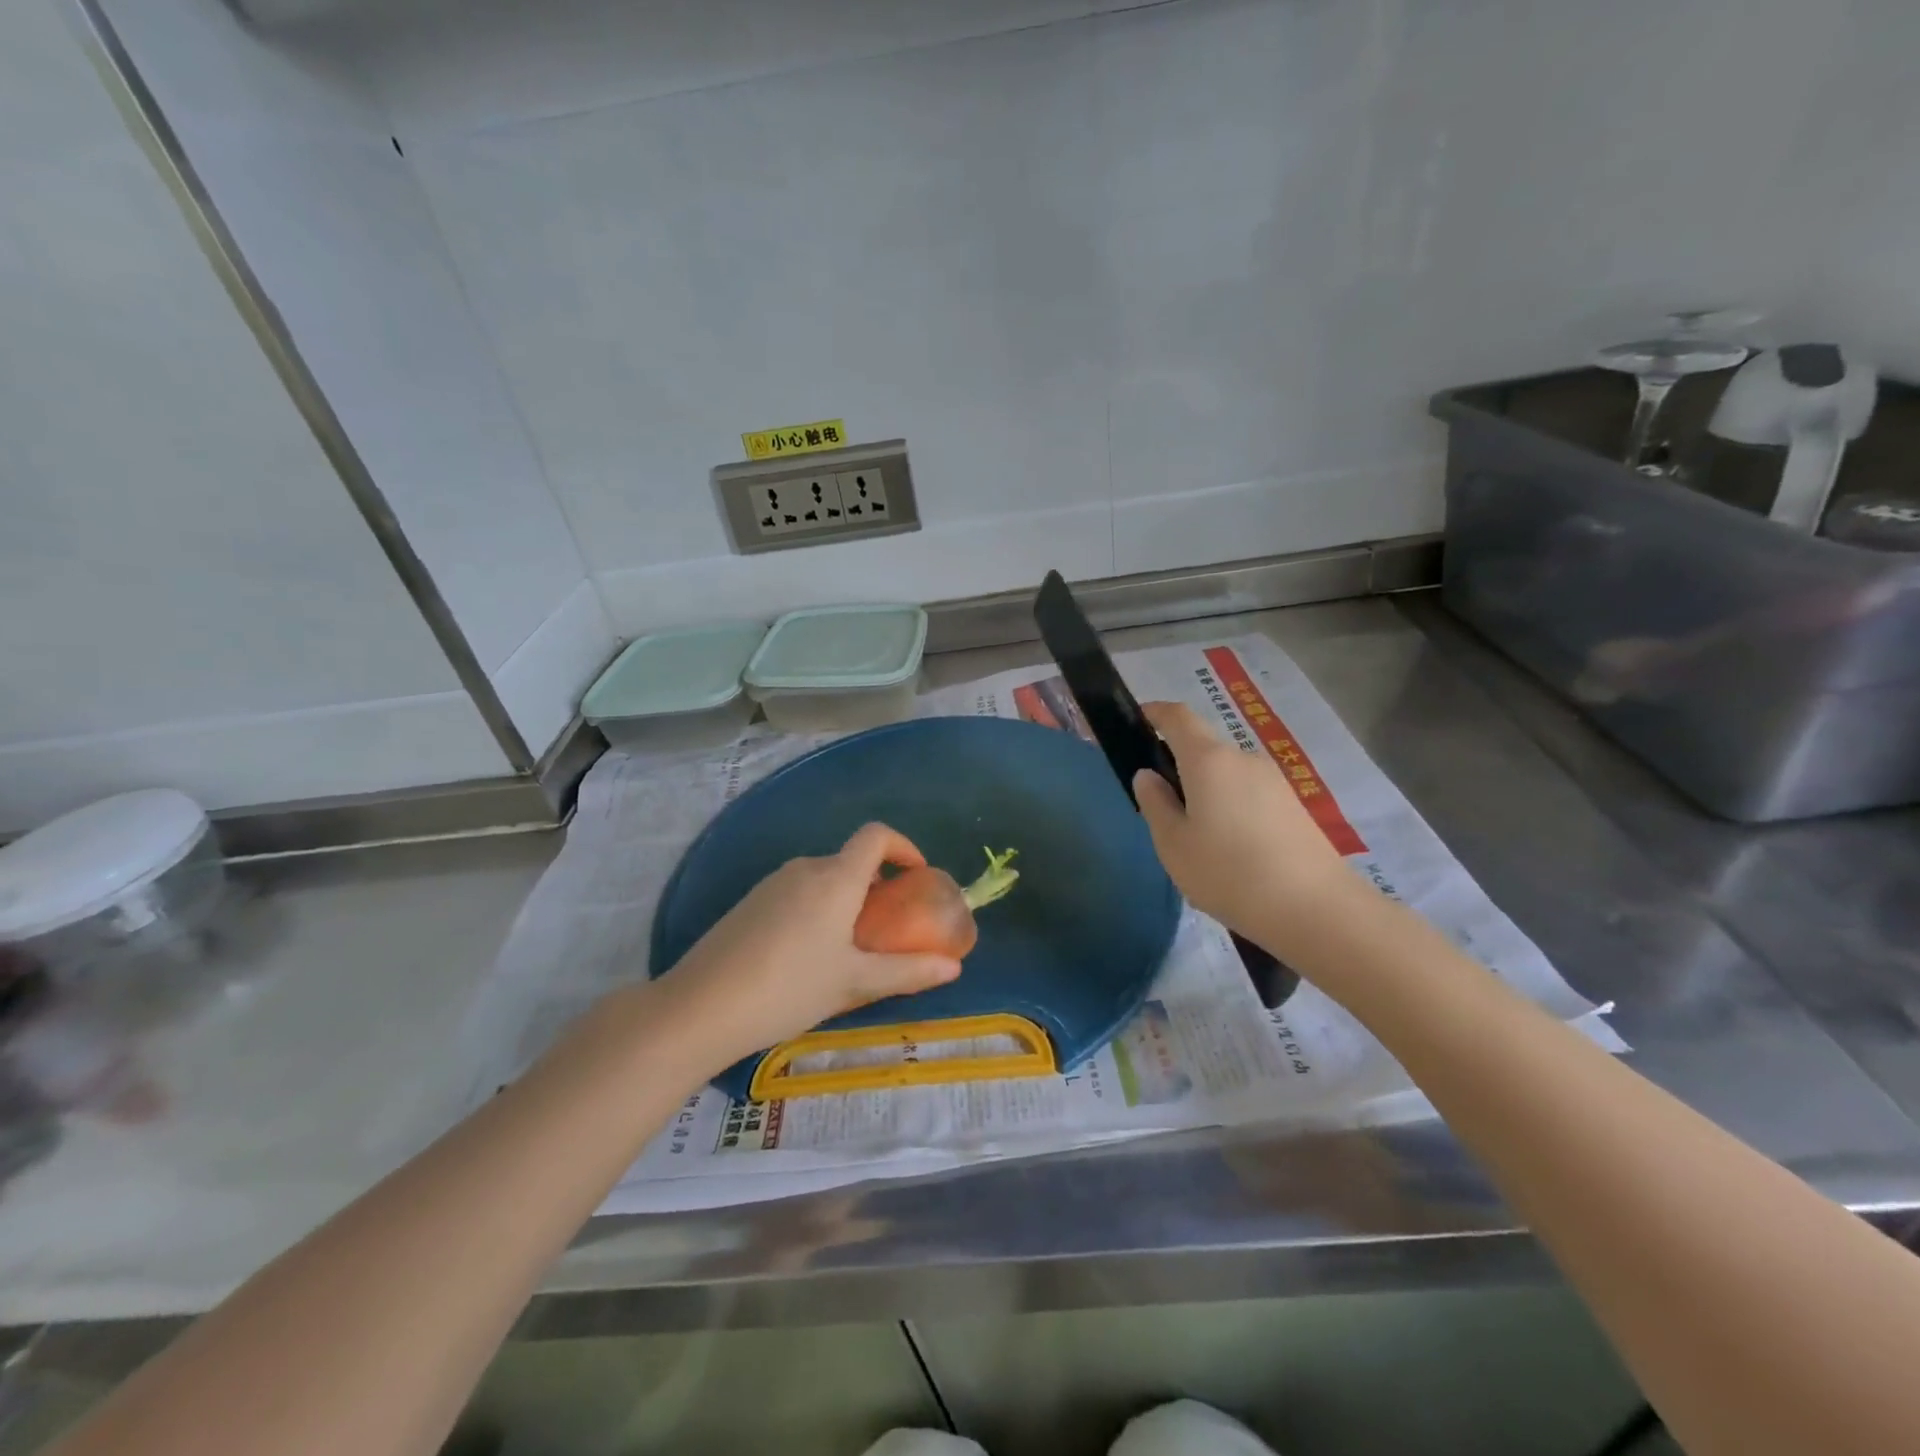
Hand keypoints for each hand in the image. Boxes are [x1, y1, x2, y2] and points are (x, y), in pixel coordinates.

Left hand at [660, 823, 962, 1068]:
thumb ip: (907, 971)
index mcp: (836, 878)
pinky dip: (817, 910)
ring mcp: (772, 883)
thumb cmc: (789, 988)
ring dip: (846, 900)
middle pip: (851, 860)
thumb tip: (954, 967)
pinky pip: (797, 893)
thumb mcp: (854, 983)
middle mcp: (805, 868)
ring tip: (849, 950)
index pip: (876, 835)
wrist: (700, 1007)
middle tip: (888, 928)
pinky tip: (806, 957)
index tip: (916, 877)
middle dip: (877, 885)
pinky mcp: (749, 902)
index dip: (903, 846)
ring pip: (823, 879)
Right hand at [1132, 701, 1354, 949]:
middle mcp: (1243, 758)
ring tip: (1197, 840)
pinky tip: (1230, 851)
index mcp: (1208, 760)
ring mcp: (1274, 781)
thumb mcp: (1173, 844)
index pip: (1178, 717)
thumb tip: (1148, 775)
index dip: (1154, 713)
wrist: (1315, 909)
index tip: (1136, 723)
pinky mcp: (1293, 806)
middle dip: (1178, 766)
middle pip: (1203, 748)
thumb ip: (1155, 803)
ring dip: (1206, 792)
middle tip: (1161, 808)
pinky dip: (1231, 808)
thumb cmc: (1228, 873)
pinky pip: (1249, 795)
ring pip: (1227, 775)